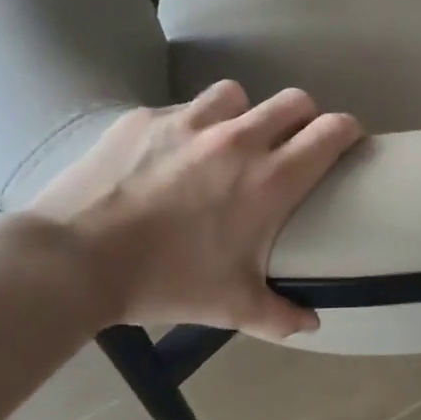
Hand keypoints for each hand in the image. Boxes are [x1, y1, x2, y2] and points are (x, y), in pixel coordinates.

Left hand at [29, 83, 362, 337]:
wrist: (74, 260)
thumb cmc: (166, 282)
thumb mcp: (230, 306)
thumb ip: (280, 315)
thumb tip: (311, 324)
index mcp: (271, 179)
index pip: (331, 132)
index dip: (346, 131)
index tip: (344, 143)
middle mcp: (239, 140)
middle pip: (294, 101)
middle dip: (302, 117)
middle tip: (289, 144)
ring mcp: (190, 122)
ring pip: (237, 95)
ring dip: (243, 113)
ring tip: (226, 141)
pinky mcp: (146, 119)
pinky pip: (183, 108)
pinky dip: (189, 125)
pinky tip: (169, 154)